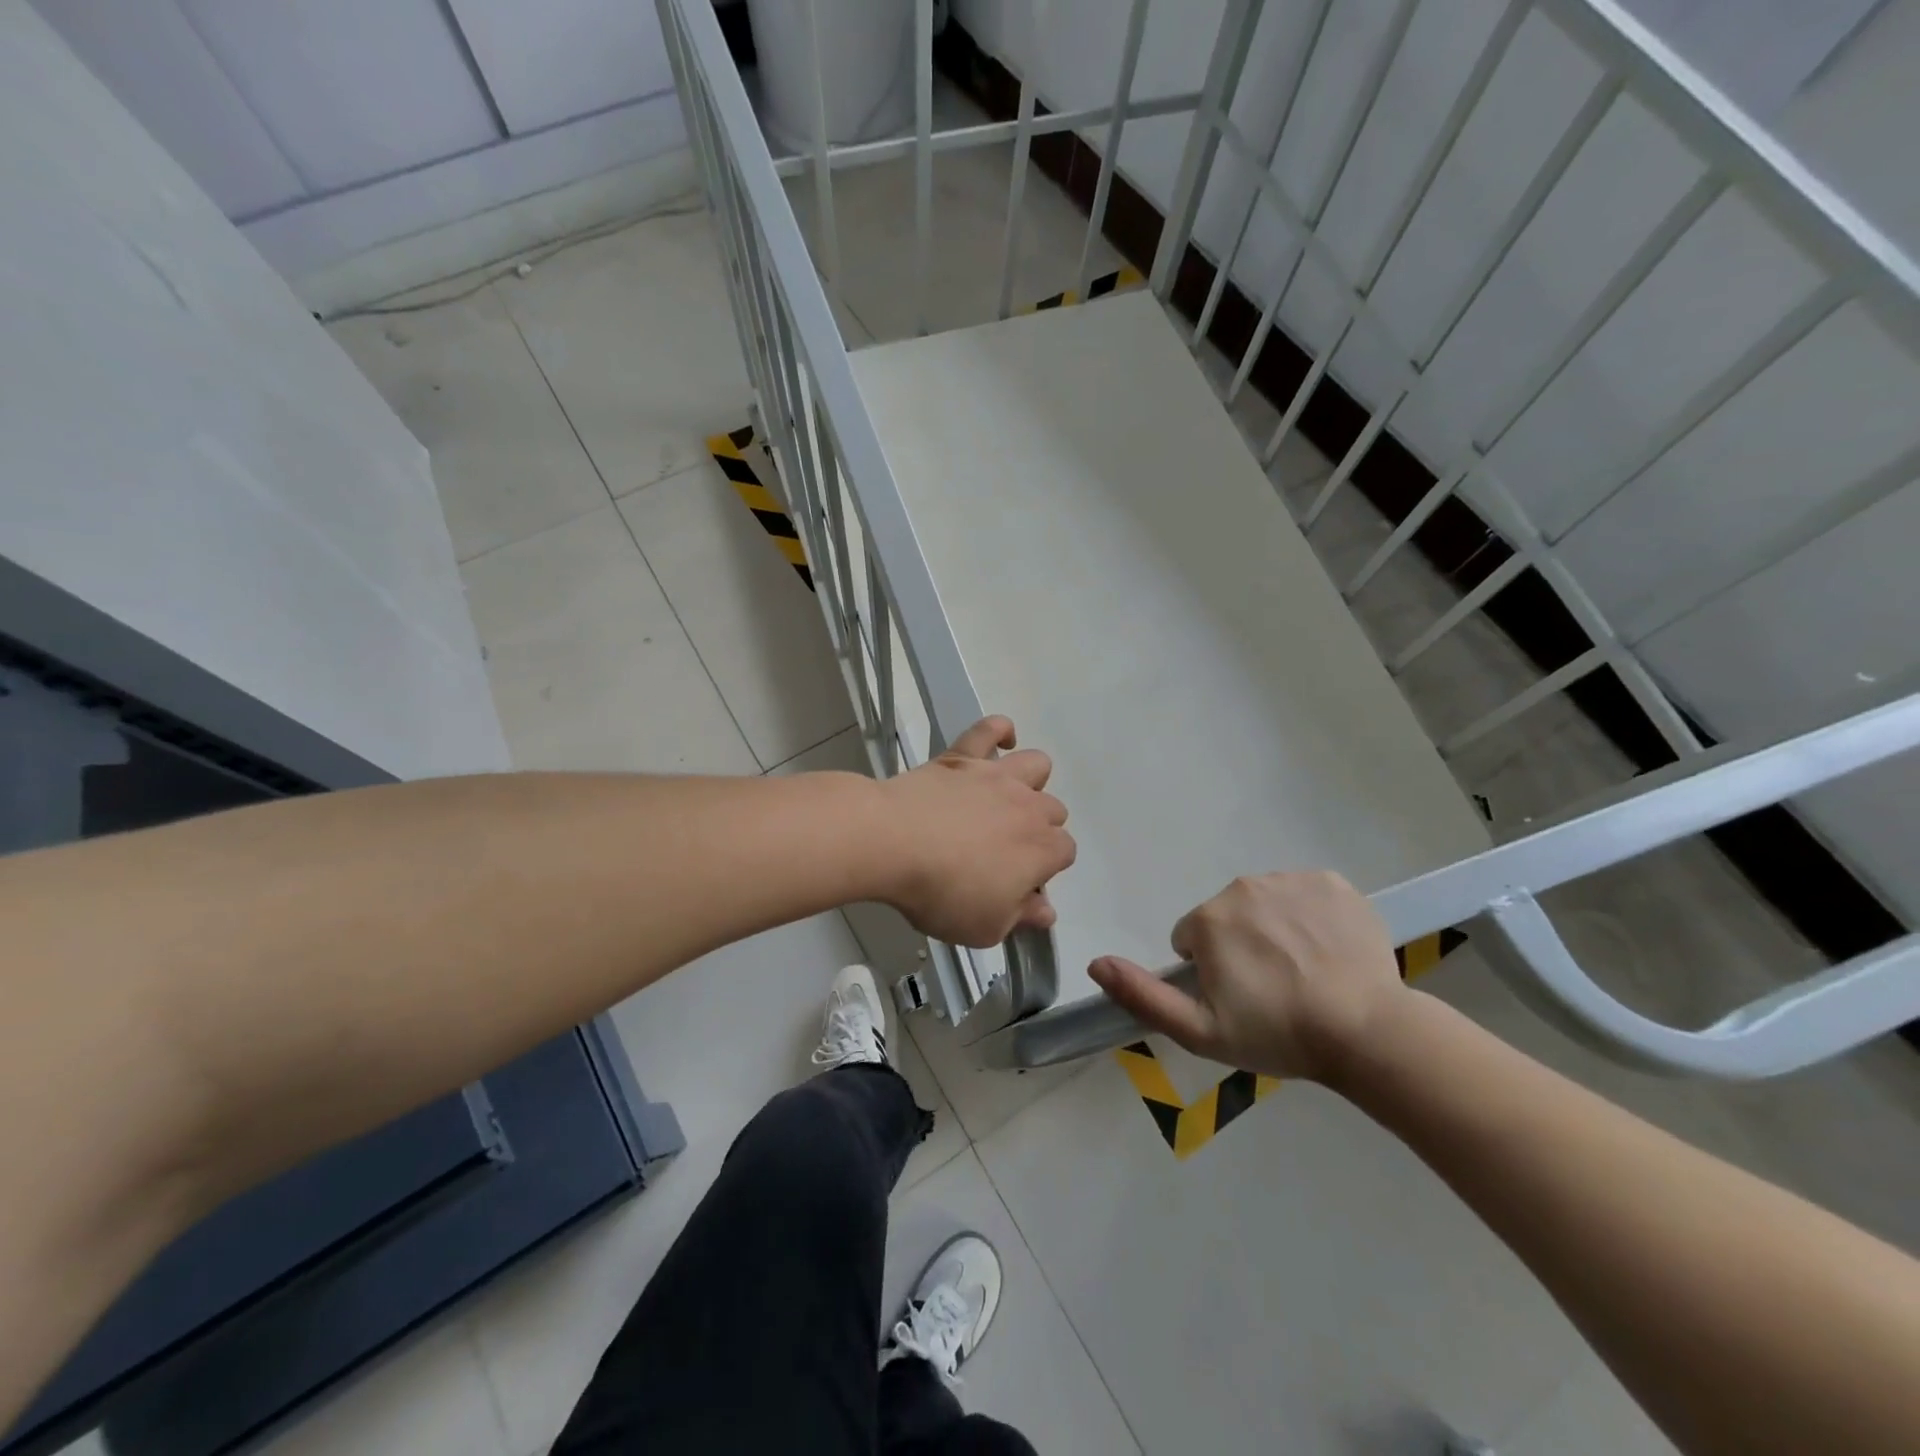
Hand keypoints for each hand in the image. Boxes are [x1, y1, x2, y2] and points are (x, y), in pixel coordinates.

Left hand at [875, 716, 1075, 946]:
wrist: (893, 842)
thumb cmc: (941, 892)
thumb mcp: (985, 927)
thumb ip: (1021, 917)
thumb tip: (1045, 910)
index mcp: (1042, 849)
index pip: (1064, 853)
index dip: (1044, 869)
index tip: (1017, 884)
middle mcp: (1029, 806)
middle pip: (1053, 810)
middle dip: (1038, 829)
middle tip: (1002, 850)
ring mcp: (997, 776)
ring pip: (1037, 765)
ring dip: (1030, 782)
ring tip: (1004, 800)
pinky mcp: (963, 756)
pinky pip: (990, 728)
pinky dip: (999, 731)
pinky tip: (999, 743)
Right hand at [1087, 871, 1405, 1080]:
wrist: (1368, 1032)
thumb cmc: (1278, 1034)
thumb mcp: (1199, 1031)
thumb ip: (1142, 994)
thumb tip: (1095, 964)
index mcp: (1208, 919)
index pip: (1192, 938)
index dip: (1210, 971)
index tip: (1239, 999)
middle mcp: (1243, 887)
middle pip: (1227, 916)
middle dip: (1240, 945)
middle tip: (1271, 989)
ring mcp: (1291, 880)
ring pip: (1265, 903)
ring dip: (1273, 929)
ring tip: (1303, 972)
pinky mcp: (1332, 882)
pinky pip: (1305, 894)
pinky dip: (1310, 916)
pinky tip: (1328, 951)